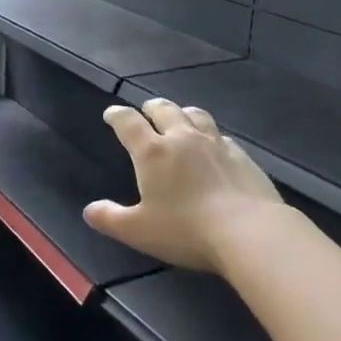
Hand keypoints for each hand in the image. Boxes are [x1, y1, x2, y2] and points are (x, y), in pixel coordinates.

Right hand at [83, 97, 283, 272]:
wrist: (250, 232)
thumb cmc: (186, 230)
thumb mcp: (139, 231)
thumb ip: (111, 219)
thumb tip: (89, 210)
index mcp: (152, 152)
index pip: (128, 122)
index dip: (116, 115)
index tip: (111, 114)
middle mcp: (182, 138)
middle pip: (164, 109)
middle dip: (150, 107)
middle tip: (145, 111)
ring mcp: (215, 143)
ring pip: (195, 114)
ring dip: (182, 113)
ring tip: (179, 118)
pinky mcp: (242, 155)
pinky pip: (221, 135)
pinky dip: (210, 135)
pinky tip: (213, 146)